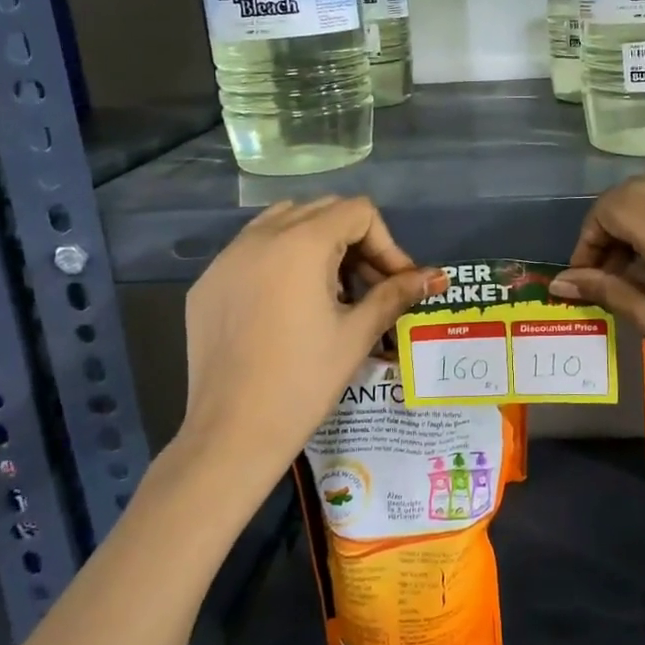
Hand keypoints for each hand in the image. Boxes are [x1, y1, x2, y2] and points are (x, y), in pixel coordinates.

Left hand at [175, 197, 442, 481]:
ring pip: (283, 223)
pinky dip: (280, 261)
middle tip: (370, 287)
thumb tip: (436, 277)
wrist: (232, 433)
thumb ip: (396, 293)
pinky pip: (251, 251)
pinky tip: (288, 307)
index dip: (387, 244)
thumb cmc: (304, 382)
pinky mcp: (207, 283)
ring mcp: (226, 259)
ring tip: (331, 292)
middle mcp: (259, 237)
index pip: (357, 212)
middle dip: (355, 241)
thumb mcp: (357, 333)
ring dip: (317, 244)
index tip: (395, 283)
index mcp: (300, 244)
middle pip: (322, 210)